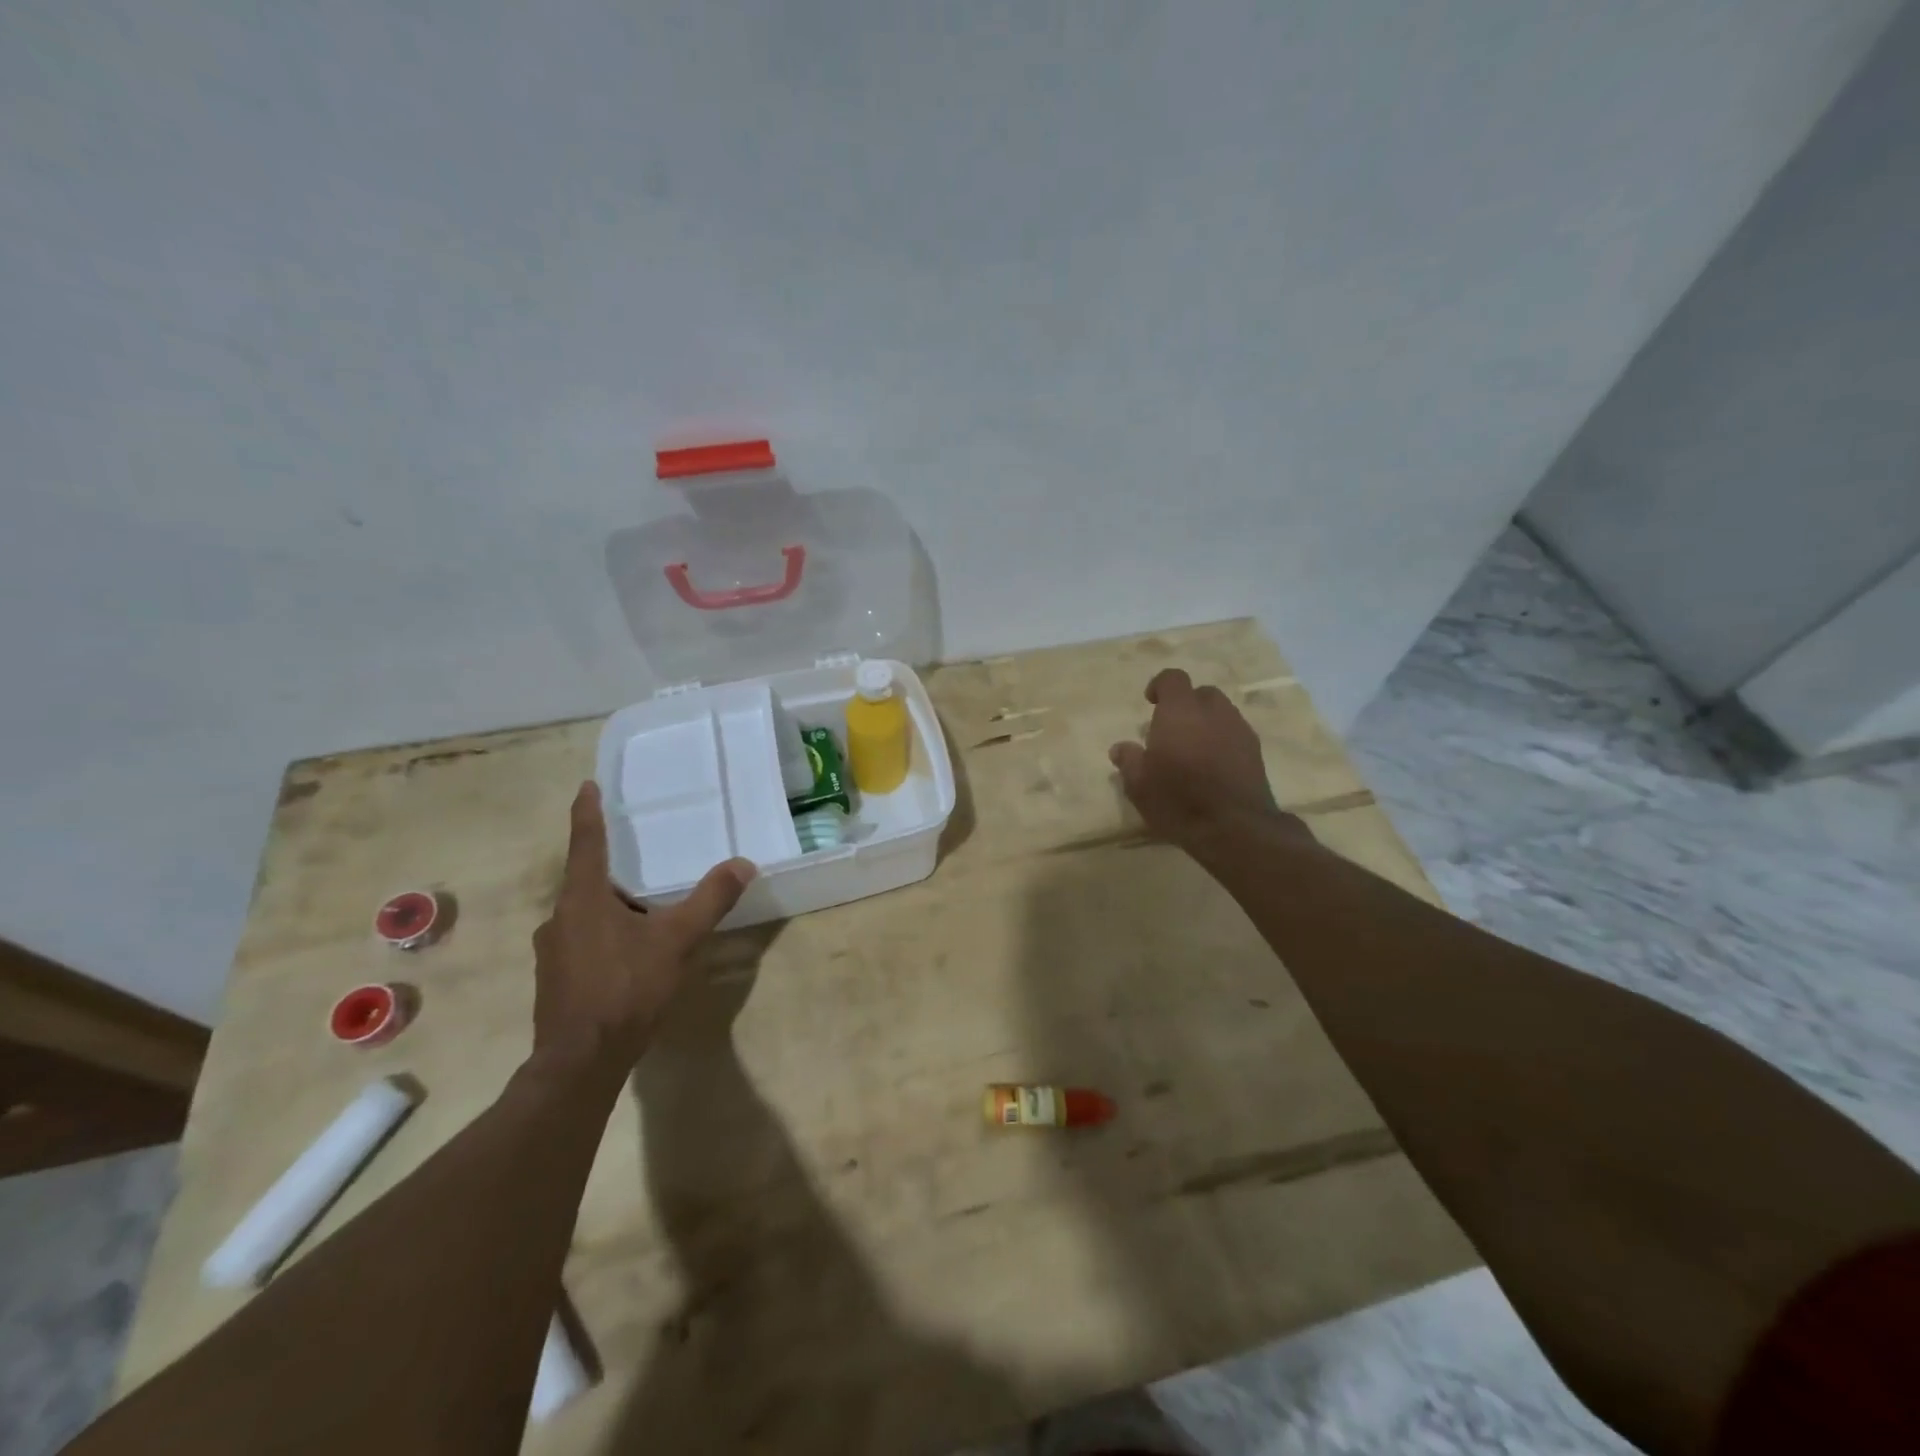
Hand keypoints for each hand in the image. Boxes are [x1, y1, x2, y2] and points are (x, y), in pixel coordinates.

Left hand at [530, 781, 754, 1073]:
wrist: (581, 1061)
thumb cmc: (626, 989)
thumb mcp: (677, 939)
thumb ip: (710, 899)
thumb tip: (743, 863)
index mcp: (583, 899)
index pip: (586, 843)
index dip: (587, 813)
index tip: (586, 786)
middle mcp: (559, 919)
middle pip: (585, 881)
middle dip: (612, 871)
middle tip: (642, 863)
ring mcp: (552, 952)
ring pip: (584, 916)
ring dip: (610, 908)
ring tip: (644, 914)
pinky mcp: (555, 980)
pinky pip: (581, 943)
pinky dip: (604, 938)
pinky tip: (630, 958)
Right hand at [1109, 668, 1295, 851]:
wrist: (1235, 828)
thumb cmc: (1178, 800)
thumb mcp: (1139, 785)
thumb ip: (1129, 761)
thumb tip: (1120, 748)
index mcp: (1180, 712)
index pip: (1173, 678)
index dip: (1160, 685)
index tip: (1150, 702)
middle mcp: (1213, 712)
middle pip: (1201, 693)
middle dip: (1187, 704)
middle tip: (1171, 729)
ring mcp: (1239, 730)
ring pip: (1222, 712)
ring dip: (1207, 722)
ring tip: (1193, 749)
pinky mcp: (1256, 752)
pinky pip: (1236, 733)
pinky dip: (1223, 740)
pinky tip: (1213, 765)